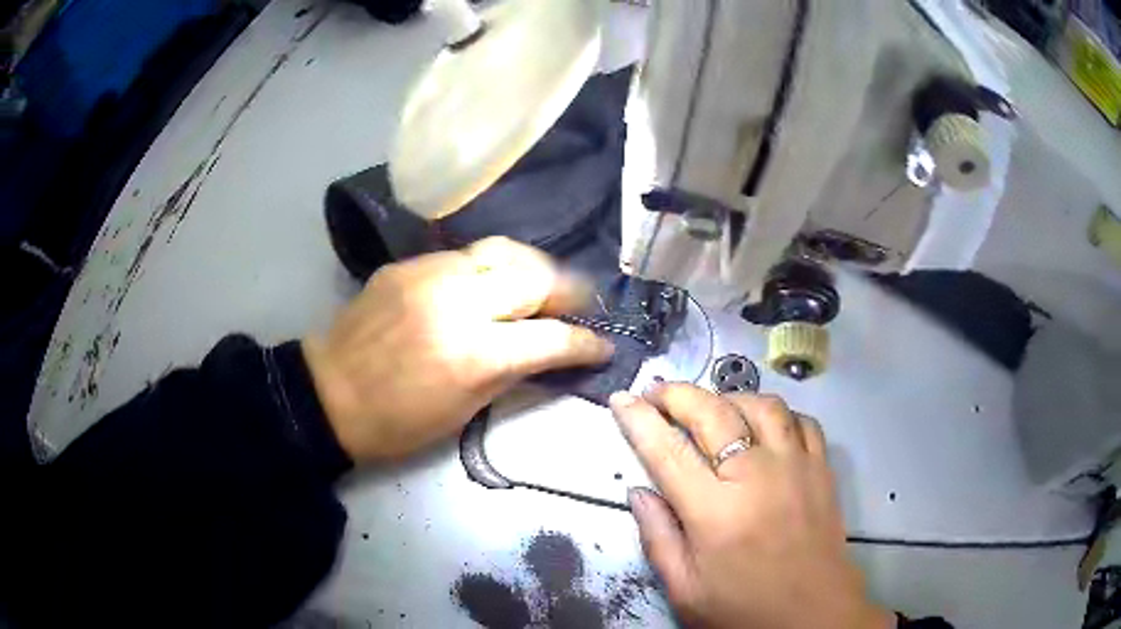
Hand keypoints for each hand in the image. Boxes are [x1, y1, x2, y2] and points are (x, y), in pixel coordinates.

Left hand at [303, 237, 613, 461]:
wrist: (328, 394)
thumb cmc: (397, 422)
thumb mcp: (464, 410)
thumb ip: (512, 371)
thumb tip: (550, 350)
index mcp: (473, 355)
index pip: (551, 337)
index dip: (586, 342)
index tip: (604, 345)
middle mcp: (457, 302)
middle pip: (535, 277)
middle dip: (569, 291)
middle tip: (580, 305)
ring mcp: (430, 274)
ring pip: (503, 250)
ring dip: (534, 268)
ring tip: (543, 285)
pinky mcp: (409, 264)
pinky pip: (465, 255)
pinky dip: (491, 267)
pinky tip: (491, 283)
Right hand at [609, 384, 894, 628]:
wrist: (813, 615)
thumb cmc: (744, 609)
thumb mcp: (685, 590)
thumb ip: (657, 538)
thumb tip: (638, 492)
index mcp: (714, 511)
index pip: (667, 451)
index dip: (639, 420)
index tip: (621, 399)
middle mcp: (755, 476)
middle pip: (713, 412)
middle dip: (678, 394)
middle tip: (658, 392)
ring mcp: (795, 466)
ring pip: (761, 405)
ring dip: (729, 397)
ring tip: (711, 407)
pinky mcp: (821, 468)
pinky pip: (801, 421)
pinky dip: (778, 414)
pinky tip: (765, 426)